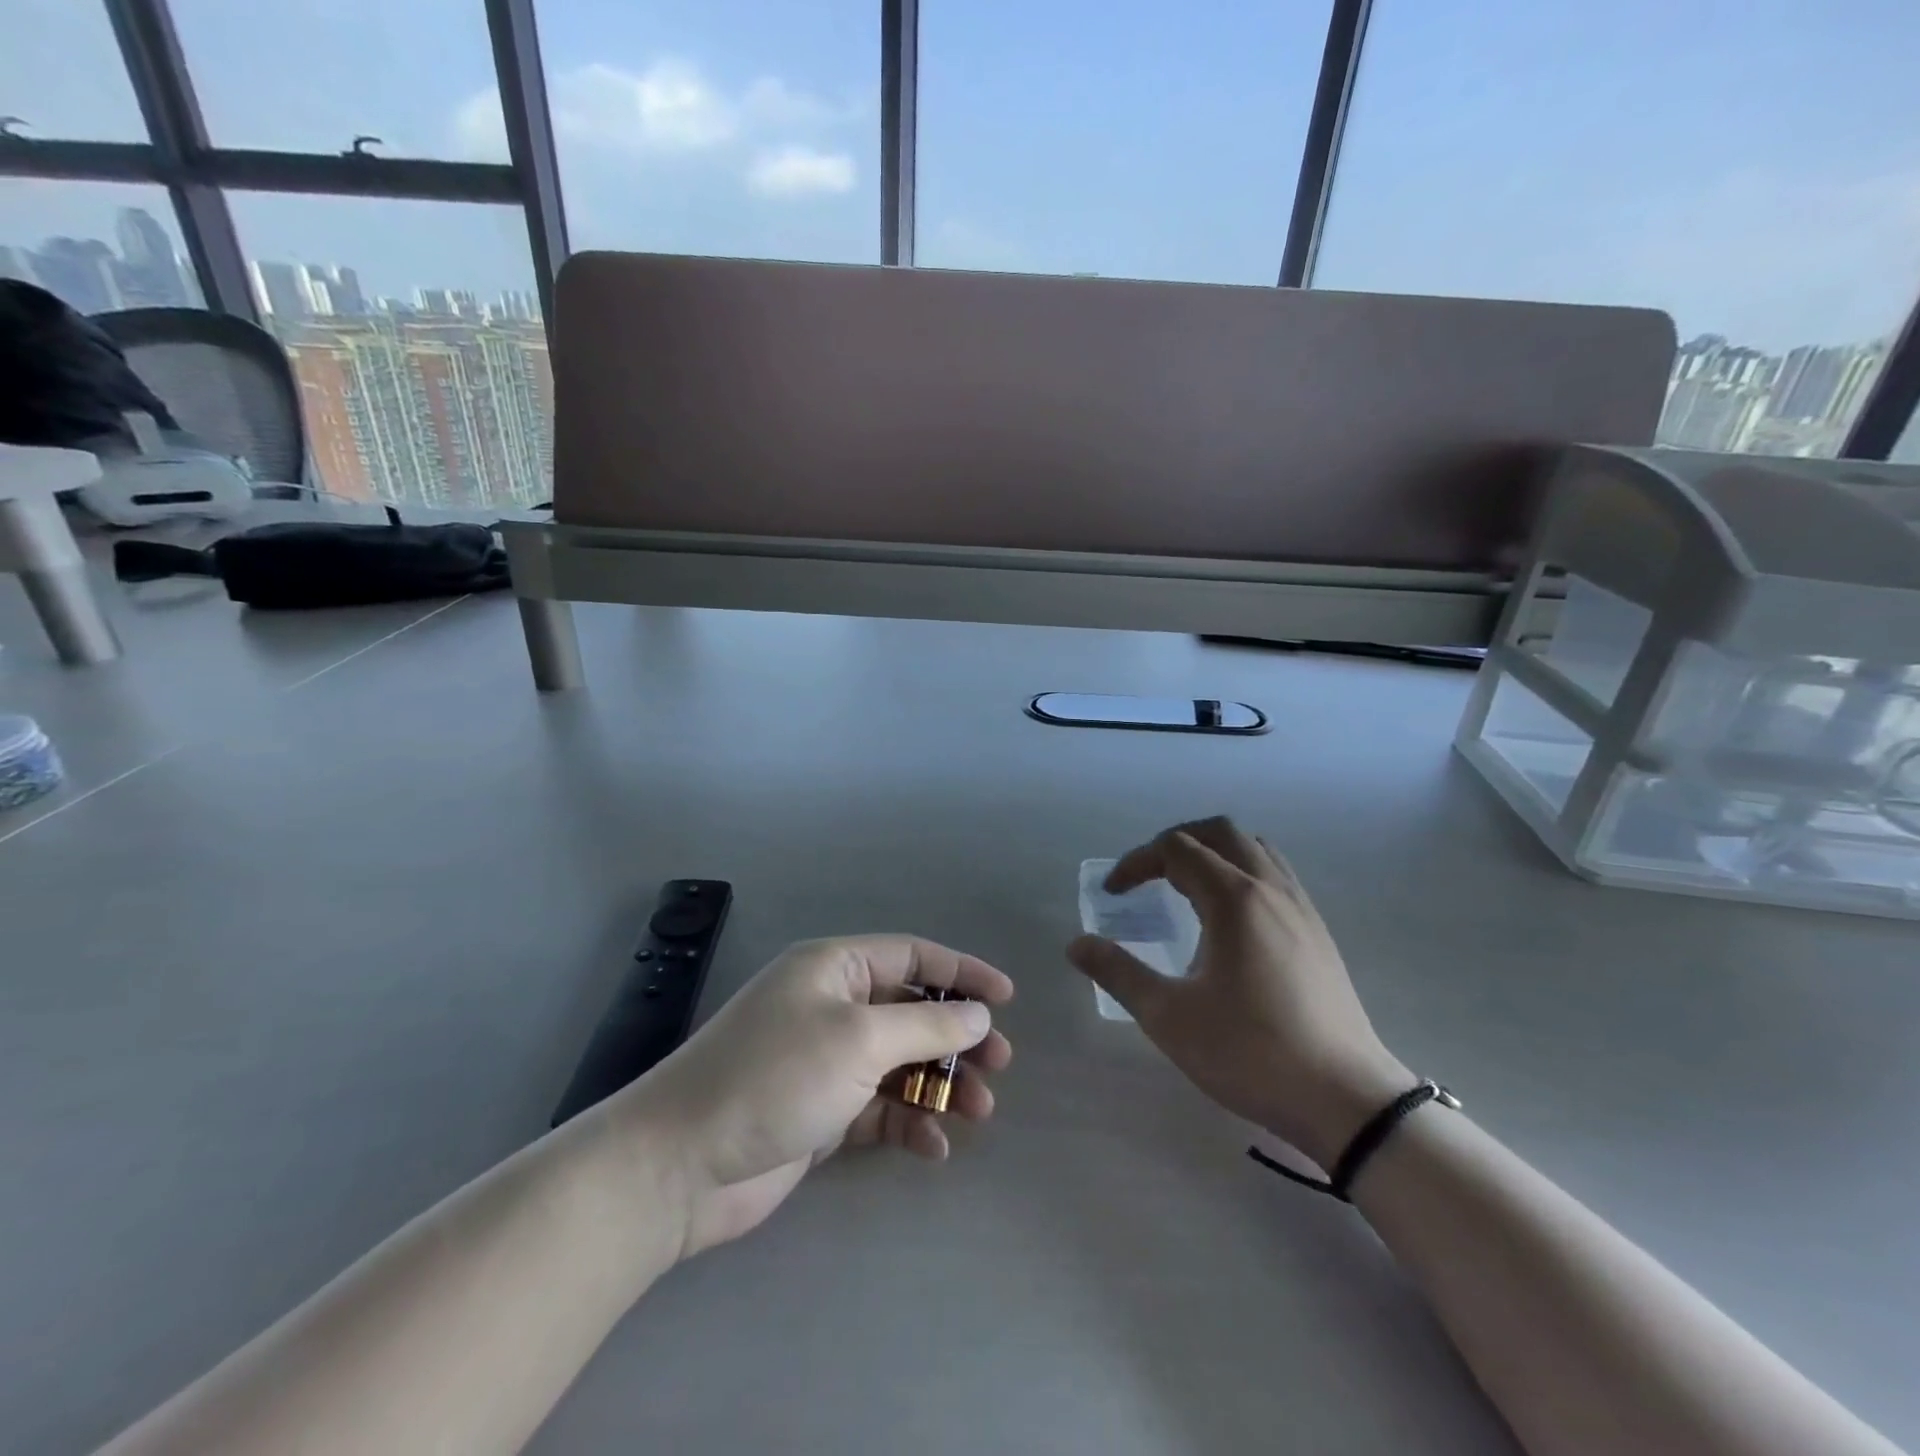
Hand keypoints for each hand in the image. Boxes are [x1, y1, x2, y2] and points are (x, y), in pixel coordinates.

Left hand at [617, 936, 1013, 1257]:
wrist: (681, 1164)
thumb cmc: (776, 1075)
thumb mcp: (858, 1039)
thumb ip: (926, 1025)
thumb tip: (978, 1014)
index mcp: (835, 968)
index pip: (911, 956)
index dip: (961, 972)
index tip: (1006, 997)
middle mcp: (832, 1006)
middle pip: (911, 1011)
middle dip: (956, 1036)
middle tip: (999, 1065)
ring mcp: (825, 1061)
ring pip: (900, 1063)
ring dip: (940, 1084)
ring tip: (980, 1111)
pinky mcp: (820, 1112)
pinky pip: (878, 1109)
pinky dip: (907, 1123)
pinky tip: (934, 1147)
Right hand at [1067, 817, 1408, 1168]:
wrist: (1346, 1099)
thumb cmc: (1250, 1053)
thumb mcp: (1169, 1017)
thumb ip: (1118, 972)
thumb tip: (1077, 945)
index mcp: (1233, 899)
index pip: (1176, 850)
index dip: (1136, 862)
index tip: (1113, 894)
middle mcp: (1270, 889)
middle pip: (1220, 832)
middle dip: (1175, 842)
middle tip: (1147, 875)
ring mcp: (1301, 908)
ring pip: (1255, 849)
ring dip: (1213, 853)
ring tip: (1185, 888)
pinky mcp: (1318, 933)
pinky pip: (1276, 875)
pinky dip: (1242, 873)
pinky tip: (1229, 920)